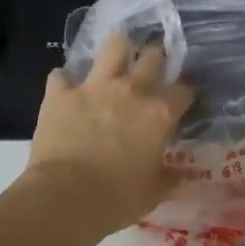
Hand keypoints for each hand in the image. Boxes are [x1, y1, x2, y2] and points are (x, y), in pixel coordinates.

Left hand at [21, 35, 193, 235]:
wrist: (65, 196)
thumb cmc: (118, 197)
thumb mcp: (154, 192)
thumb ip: (170, 177)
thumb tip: (183, 174)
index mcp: (158, 114)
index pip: (183, 91)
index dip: (184, 93)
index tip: (182, 100)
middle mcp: (130, 91)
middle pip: (152, 58)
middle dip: (156, 58)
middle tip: (153, 64)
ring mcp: (93, 87)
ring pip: (112, 48)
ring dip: (117, 49)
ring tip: (117, 55)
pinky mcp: (60, 94)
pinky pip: (60, 76)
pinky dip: (64, 82)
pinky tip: (65, 90)